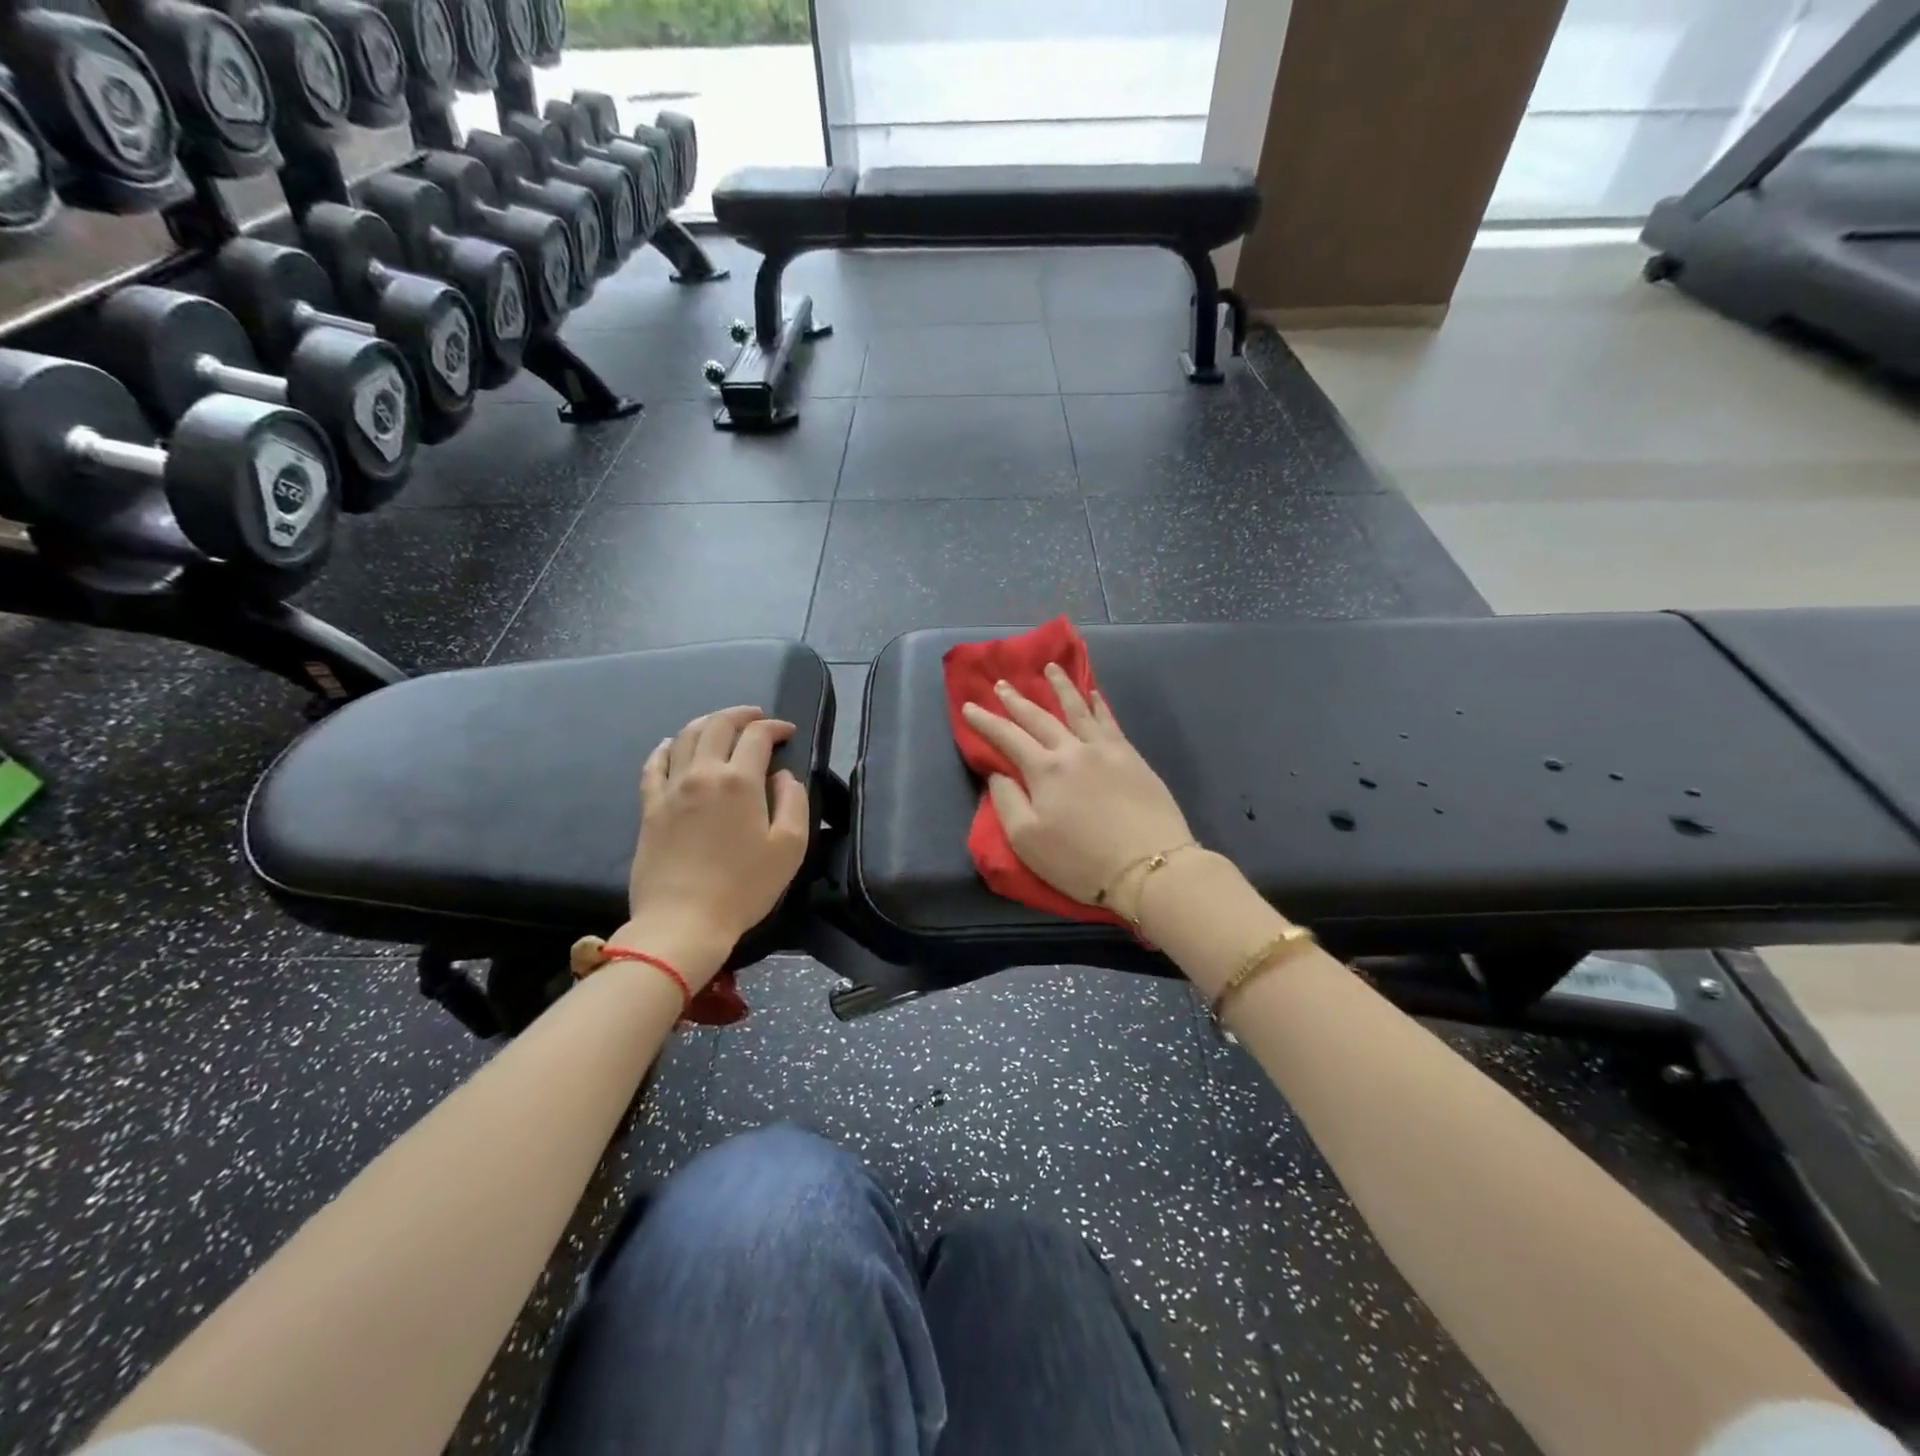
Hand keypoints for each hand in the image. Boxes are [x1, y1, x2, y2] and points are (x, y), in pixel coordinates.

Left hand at [621, 705, 810, 986]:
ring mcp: (671, 789)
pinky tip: (673, 746)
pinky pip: (654, 765)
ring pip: (686, 737)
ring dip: (707, 723)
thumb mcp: (790, 847)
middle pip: (718, 725)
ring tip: (721, 725)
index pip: (757, 736)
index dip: (775, 727)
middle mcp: (703, 774)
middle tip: (756, 717)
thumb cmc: (744, 887)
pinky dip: (667, 748)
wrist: (682, 922)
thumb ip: (793, 802)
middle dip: (741, 714)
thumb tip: (783, 776)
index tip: (787, 732)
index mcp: (740, 781)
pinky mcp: (650, 807)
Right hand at [960, 664, 1191, 909]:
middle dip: (1017, 700)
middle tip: (1002, 684)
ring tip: (1050, 668)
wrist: (1150, 867)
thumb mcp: (1027, 841)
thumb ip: (1007, 802)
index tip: (969, 706)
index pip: (1007, 737)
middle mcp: (1073, 749)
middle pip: (1040, 717)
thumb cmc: (1081, 861)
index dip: (985, 721)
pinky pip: (1110, 721)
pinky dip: (1098, 704)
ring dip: (1061, 686)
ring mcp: (1106, 750)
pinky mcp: (1132, 757)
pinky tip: (1094, 694)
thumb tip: (998, 772)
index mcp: (1045, 770)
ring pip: (1078, 709)